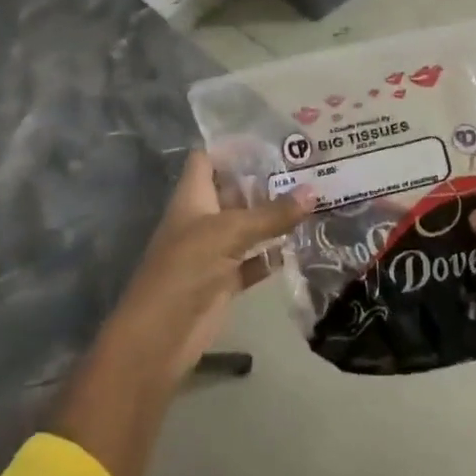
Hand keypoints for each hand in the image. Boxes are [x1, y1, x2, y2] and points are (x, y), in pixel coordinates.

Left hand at [103, 150, 314, 380]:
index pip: (208, 158)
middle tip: (308, 166)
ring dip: (275, 216)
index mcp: (193, 197)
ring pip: (248, 226)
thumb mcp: (230, 232)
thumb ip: (272, 214)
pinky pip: (255, 261)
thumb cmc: (186, 268)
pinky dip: (274, 255)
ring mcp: (214, 251)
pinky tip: (304, 243)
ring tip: (315, 197)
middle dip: (266, 180)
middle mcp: (203, 218)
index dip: (233, 147)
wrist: (160, 336)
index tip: (272, 138)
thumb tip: (314, 190)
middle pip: (235, 190)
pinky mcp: (225, 281)